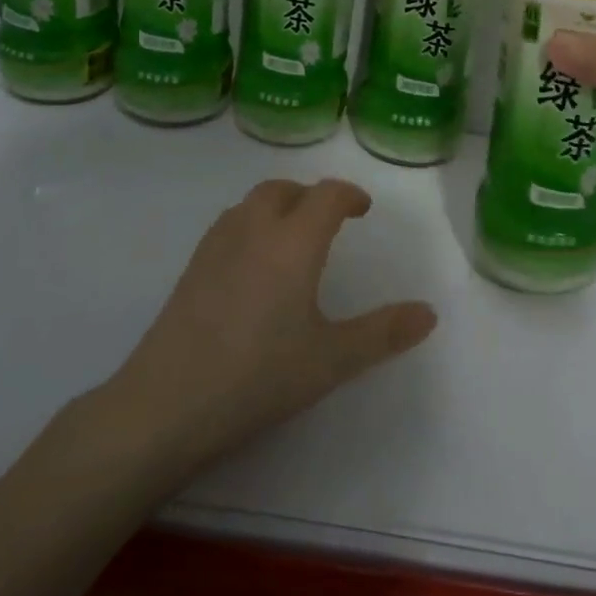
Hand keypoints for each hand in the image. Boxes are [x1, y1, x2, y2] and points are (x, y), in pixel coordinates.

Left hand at [103, 179, 436, 478]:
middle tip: (330, 221)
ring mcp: (215, 247)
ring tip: (293, 237)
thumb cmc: (258, 377)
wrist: (165, 405)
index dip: (349, 195)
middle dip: (310, 196)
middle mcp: (253, 231)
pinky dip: (250, 225)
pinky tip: (253, 266)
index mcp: (293, 242)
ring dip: (277, 206)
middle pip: (283, 189)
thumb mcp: (331, 360)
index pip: (326, 196)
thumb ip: (383, 333)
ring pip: (250, 203)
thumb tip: (430, 313)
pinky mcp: (190, 269)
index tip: (363, 210)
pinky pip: (228, 225)